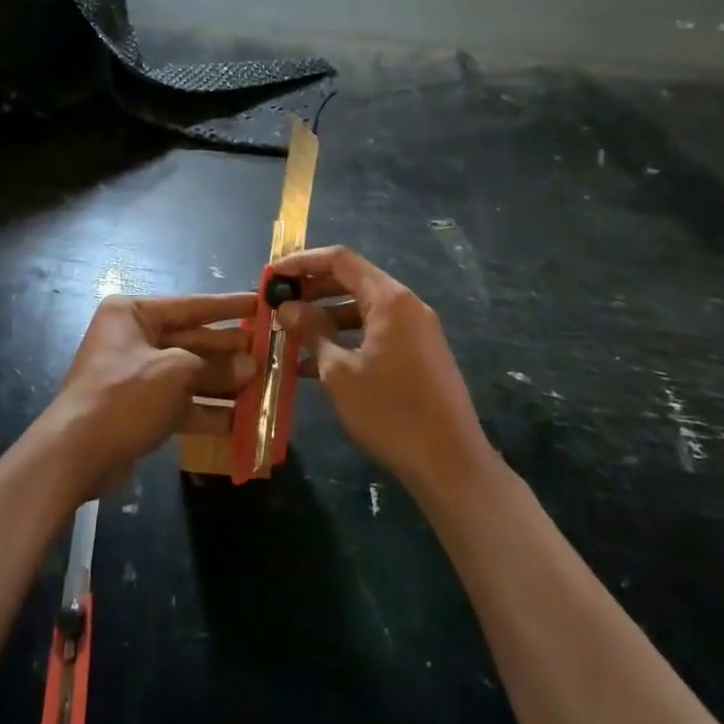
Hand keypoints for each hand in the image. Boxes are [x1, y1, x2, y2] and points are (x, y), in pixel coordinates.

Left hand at [46, 293, 256, 496]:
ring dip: (224, 383)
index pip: (191, 305)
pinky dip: (208, 410)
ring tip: (263, 387)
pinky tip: (241, 420)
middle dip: (230, 352)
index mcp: (133, 314)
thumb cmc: (125, 395)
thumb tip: (251, 366)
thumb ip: (215, 367)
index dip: (228, 307)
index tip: (261, 303)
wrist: (76, 454)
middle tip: (270, 353)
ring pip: (189, 374)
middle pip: (192, 340)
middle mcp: (134, 338)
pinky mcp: (140, 409)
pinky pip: (181, 402)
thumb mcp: (176, 372)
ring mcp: (137, 375)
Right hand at [272, 246, 492, 496]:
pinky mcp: (419, 353)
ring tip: (290, 334)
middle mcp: (406, 305)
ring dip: (326, 317)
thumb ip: (312, 332)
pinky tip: (315, 363)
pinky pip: (376, 332)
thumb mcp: (340, 372)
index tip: (273, 275)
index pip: (340, 260)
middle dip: (312, 290)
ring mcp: (416, 329)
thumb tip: (287, 308)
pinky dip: (347, 338)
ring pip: (362, 309)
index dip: (302, 262)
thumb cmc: (390, 412)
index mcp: (389, 299)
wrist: (450, 463)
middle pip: (352, 281)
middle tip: (278, 304)